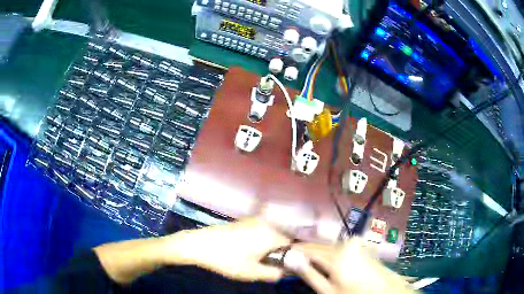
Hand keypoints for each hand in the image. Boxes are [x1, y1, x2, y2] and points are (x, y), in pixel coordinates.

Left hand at [160, 218, 290, 281]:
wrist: (199, 244)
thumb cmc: (227, 259)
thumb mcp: (252, 273)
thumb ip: (274, 273)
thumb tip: (285, 272)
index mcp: (271, 234)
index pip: (294, 242)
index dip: (293, 254)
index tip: (286, 264)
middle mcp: (265, 223)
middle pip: (283, 236)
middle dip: (282, 250)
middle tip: (272, 263)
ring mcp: (254, 220)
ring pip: (272, 233)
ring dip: (271, 245)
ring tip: (261, 258)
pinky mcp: (244, 221)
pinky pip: (262, 230)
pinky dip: (262, 239)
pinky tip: (251, 250)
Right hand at [287, 238, 416, 293]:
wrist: (386, 293)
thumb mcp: (328, 290)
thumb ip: (308, 273)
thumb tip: (288, 257)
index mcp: (338, 252)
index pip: (308, 248)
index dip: (293, 252)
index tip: (281, 255)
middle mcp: (348, 242)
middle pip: (320, 246)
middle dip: (307, 254)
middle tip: (294, 263)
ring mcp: (358, 243)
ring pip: (330, 247)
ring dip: (319, 256)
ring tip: (310, 266)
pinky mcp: (363, 247)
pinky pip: (341, 248)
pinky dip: (332, 255)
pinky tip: (329, 266)